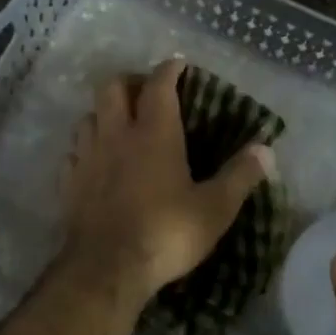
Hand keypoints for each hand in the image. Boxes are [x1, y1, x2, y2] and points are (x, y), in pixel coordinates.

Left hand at [61, 58, 272, 304]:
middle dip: (130, 81)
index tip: (178, 65)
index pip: (159, 85)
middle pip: (112, 87)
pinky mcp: (68, 182)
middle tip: (146, 93)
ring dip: (104, 113)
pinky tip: (95, 161)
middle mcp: (116, 135)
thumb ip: (240, 176)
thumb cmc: (166, 233)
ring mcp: (87, 157)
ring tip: (119, 126)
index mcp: (154, 133)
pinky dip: (86, 148)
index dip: (169, 70)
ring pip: (88, 116)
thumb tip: (267, 150)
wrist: (107, 269)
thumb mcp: (214, 209)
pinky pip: (73, 152)